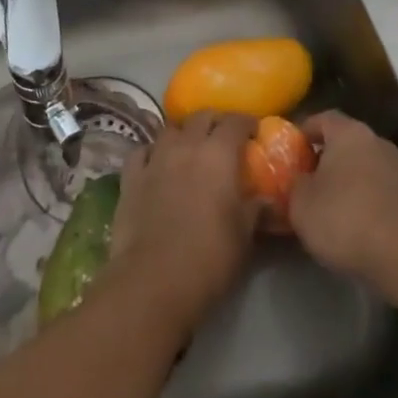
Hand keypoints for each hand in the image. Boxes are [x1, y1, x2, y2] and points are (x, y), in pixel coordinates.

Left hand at [105, 111, 260, 336]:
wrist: (154, 280)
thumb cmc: (209, 257)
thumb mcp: (244, 236)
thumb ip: (256, 210)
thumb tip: (267, 200)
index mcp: (218, 154)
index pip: (235, 122)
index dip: (246, 122)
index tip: (254, 130)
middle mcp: (186, 146)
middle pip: (201, 117)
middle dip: (215, 121)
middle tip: (223, 136)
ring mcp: (155, 159)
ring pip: (170, 129)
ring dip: (183, 133)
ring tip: (189, 147)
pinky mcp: (130, 178)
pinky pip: (141, 152)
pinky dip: (151, 152)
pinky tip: (155, 163)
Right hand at [288, 111, 397, 284]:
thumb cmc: (344, 217)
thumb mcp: (301, 202)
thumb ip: (294, 185)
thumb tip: (298, 181)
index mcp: (349, 132)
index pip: (322, 118)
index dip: (303, 132)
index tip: (288, 150)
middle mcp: (376, 142)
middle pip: (344, 143)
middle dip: (323, 160)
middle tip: (302, 181)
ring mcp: (397, 170)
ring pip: (361, 168)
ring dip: (343, 183)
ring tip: (323, 208)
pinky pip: (376, 191)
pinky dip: (361, 201)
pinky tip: (348, 226)